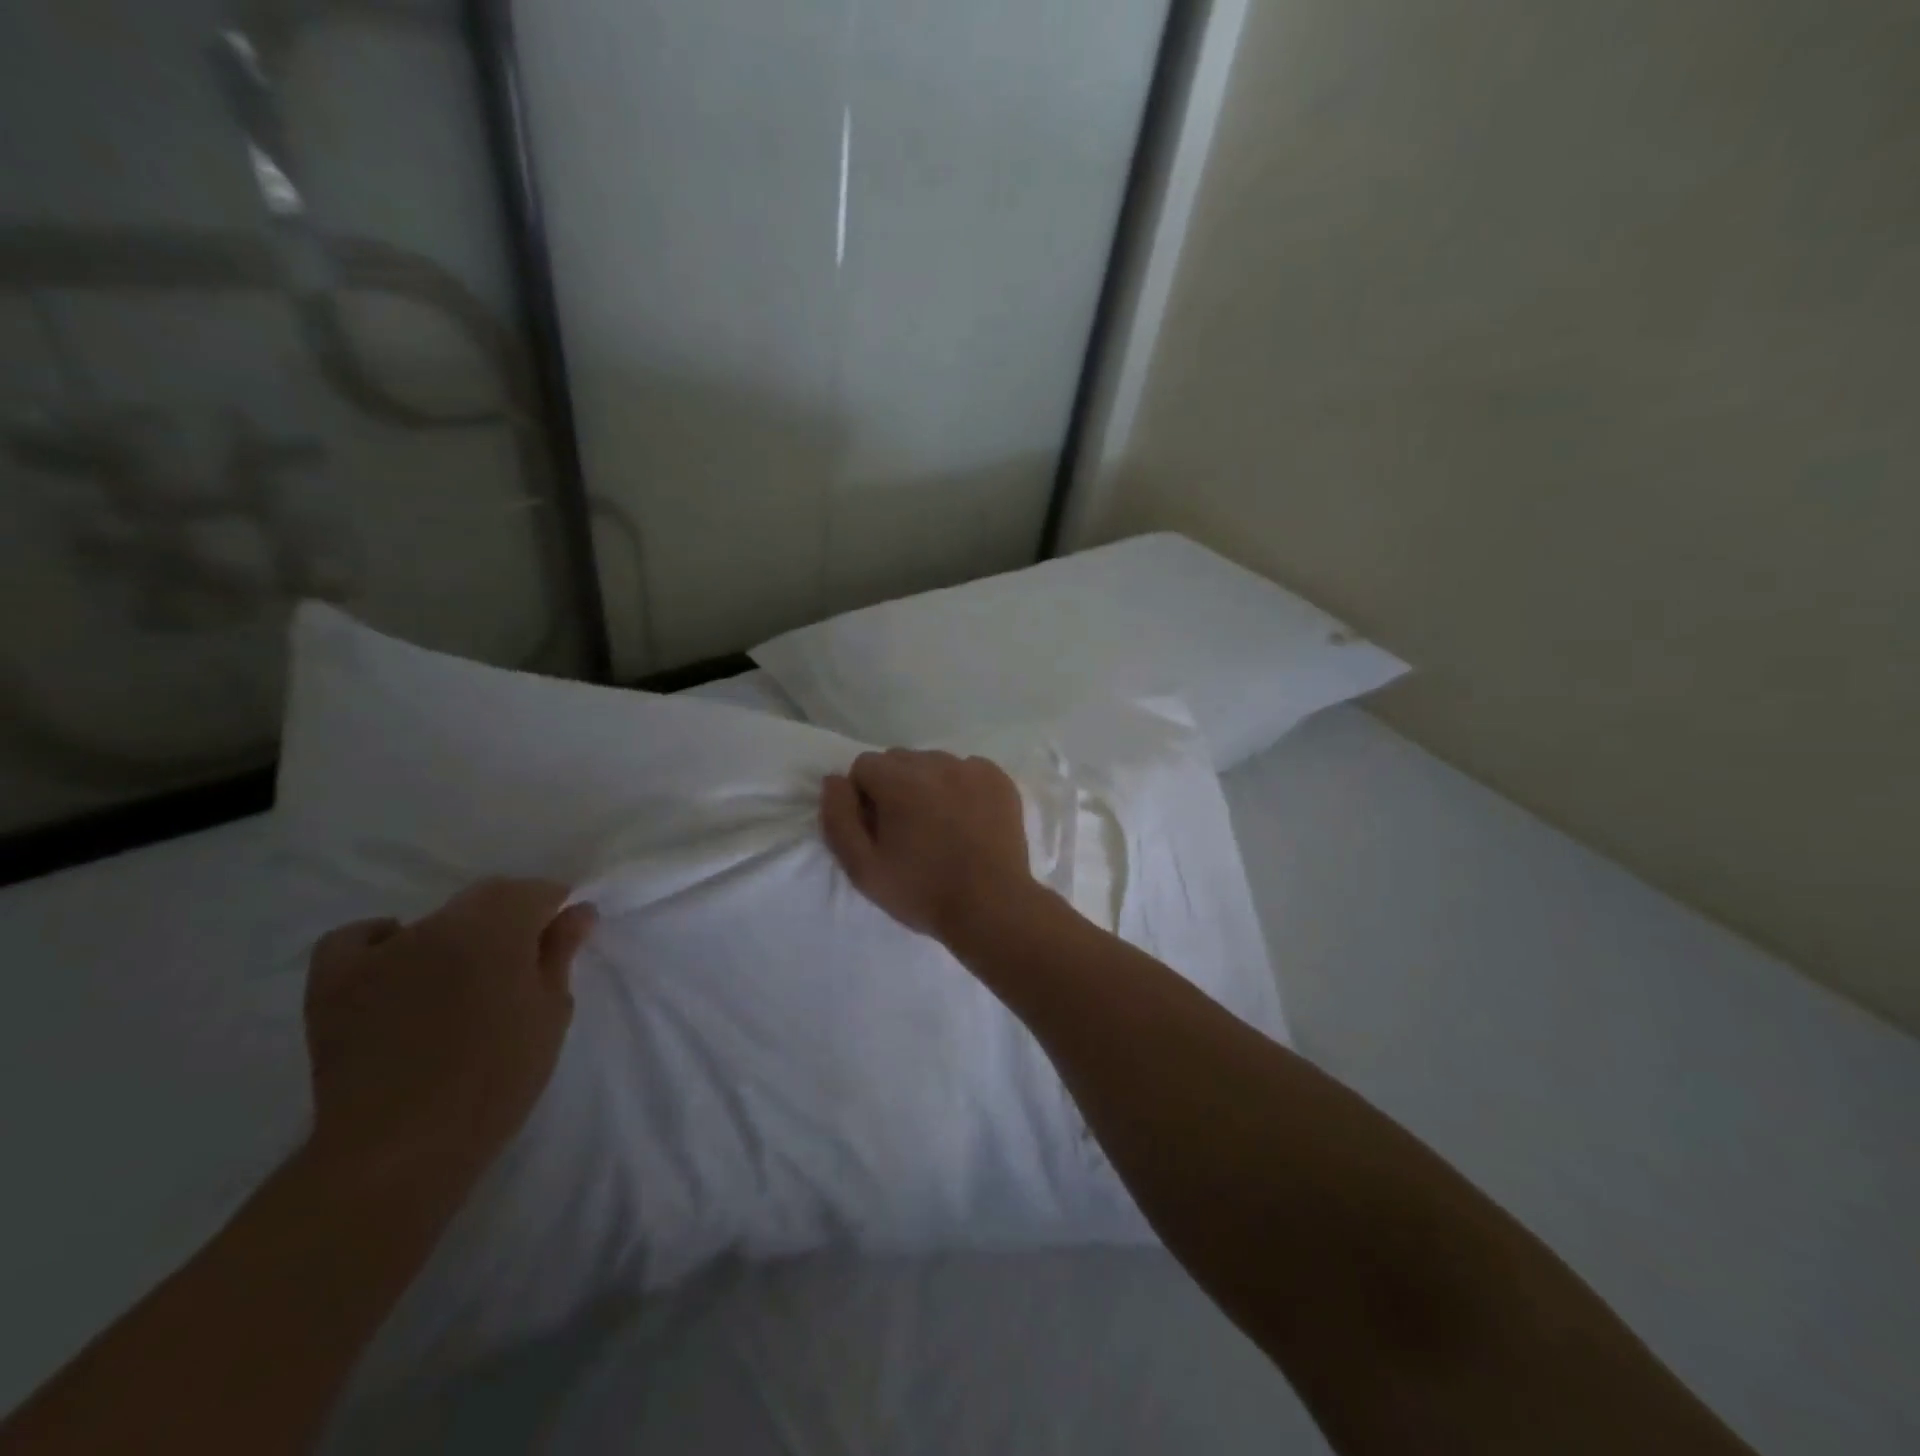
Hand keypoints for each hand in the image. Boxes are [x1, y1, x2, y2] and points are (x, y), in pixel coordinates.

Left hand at [302, 878, 597, 1193]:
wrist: (402, 1147)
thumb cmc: (496, 1079)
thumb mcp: (549, 1014)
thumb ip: (560, 953)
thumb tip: (578, 910)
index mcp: (497, 929)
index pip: (534, 891)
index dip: (553, 906)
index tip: (562, 932)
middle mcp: (439, 925)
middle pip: (485, 897)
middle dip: (509, 916)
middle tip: (519, 961)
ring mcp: (381, 951)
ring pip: (433, 921)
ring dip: (457, 936)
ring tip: (461, 980)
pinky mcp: (334, 981)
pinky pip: (357, 939)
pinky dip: (382, 941)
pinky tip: (397, 964)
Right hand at [820, 749, 1033, 944]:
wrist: (992, 907)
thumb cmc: (922, 891)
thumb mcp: (862, 868)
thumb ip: (838, 818)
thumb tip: (834, 780)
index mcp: (899, 780)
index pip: (864, 766)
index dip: (864, 797)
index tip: (878, 829)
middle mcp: (937, 763)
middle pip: (899, 760)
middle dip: (894, 787)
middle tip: (907, 830)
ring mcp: (973, 769)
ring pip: (934, 763)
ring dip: (928, 785)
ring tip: (940, 826)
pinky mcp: (1000, 779)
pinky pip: (967, 770)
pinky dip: (961, 787)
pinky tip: (967, 821)